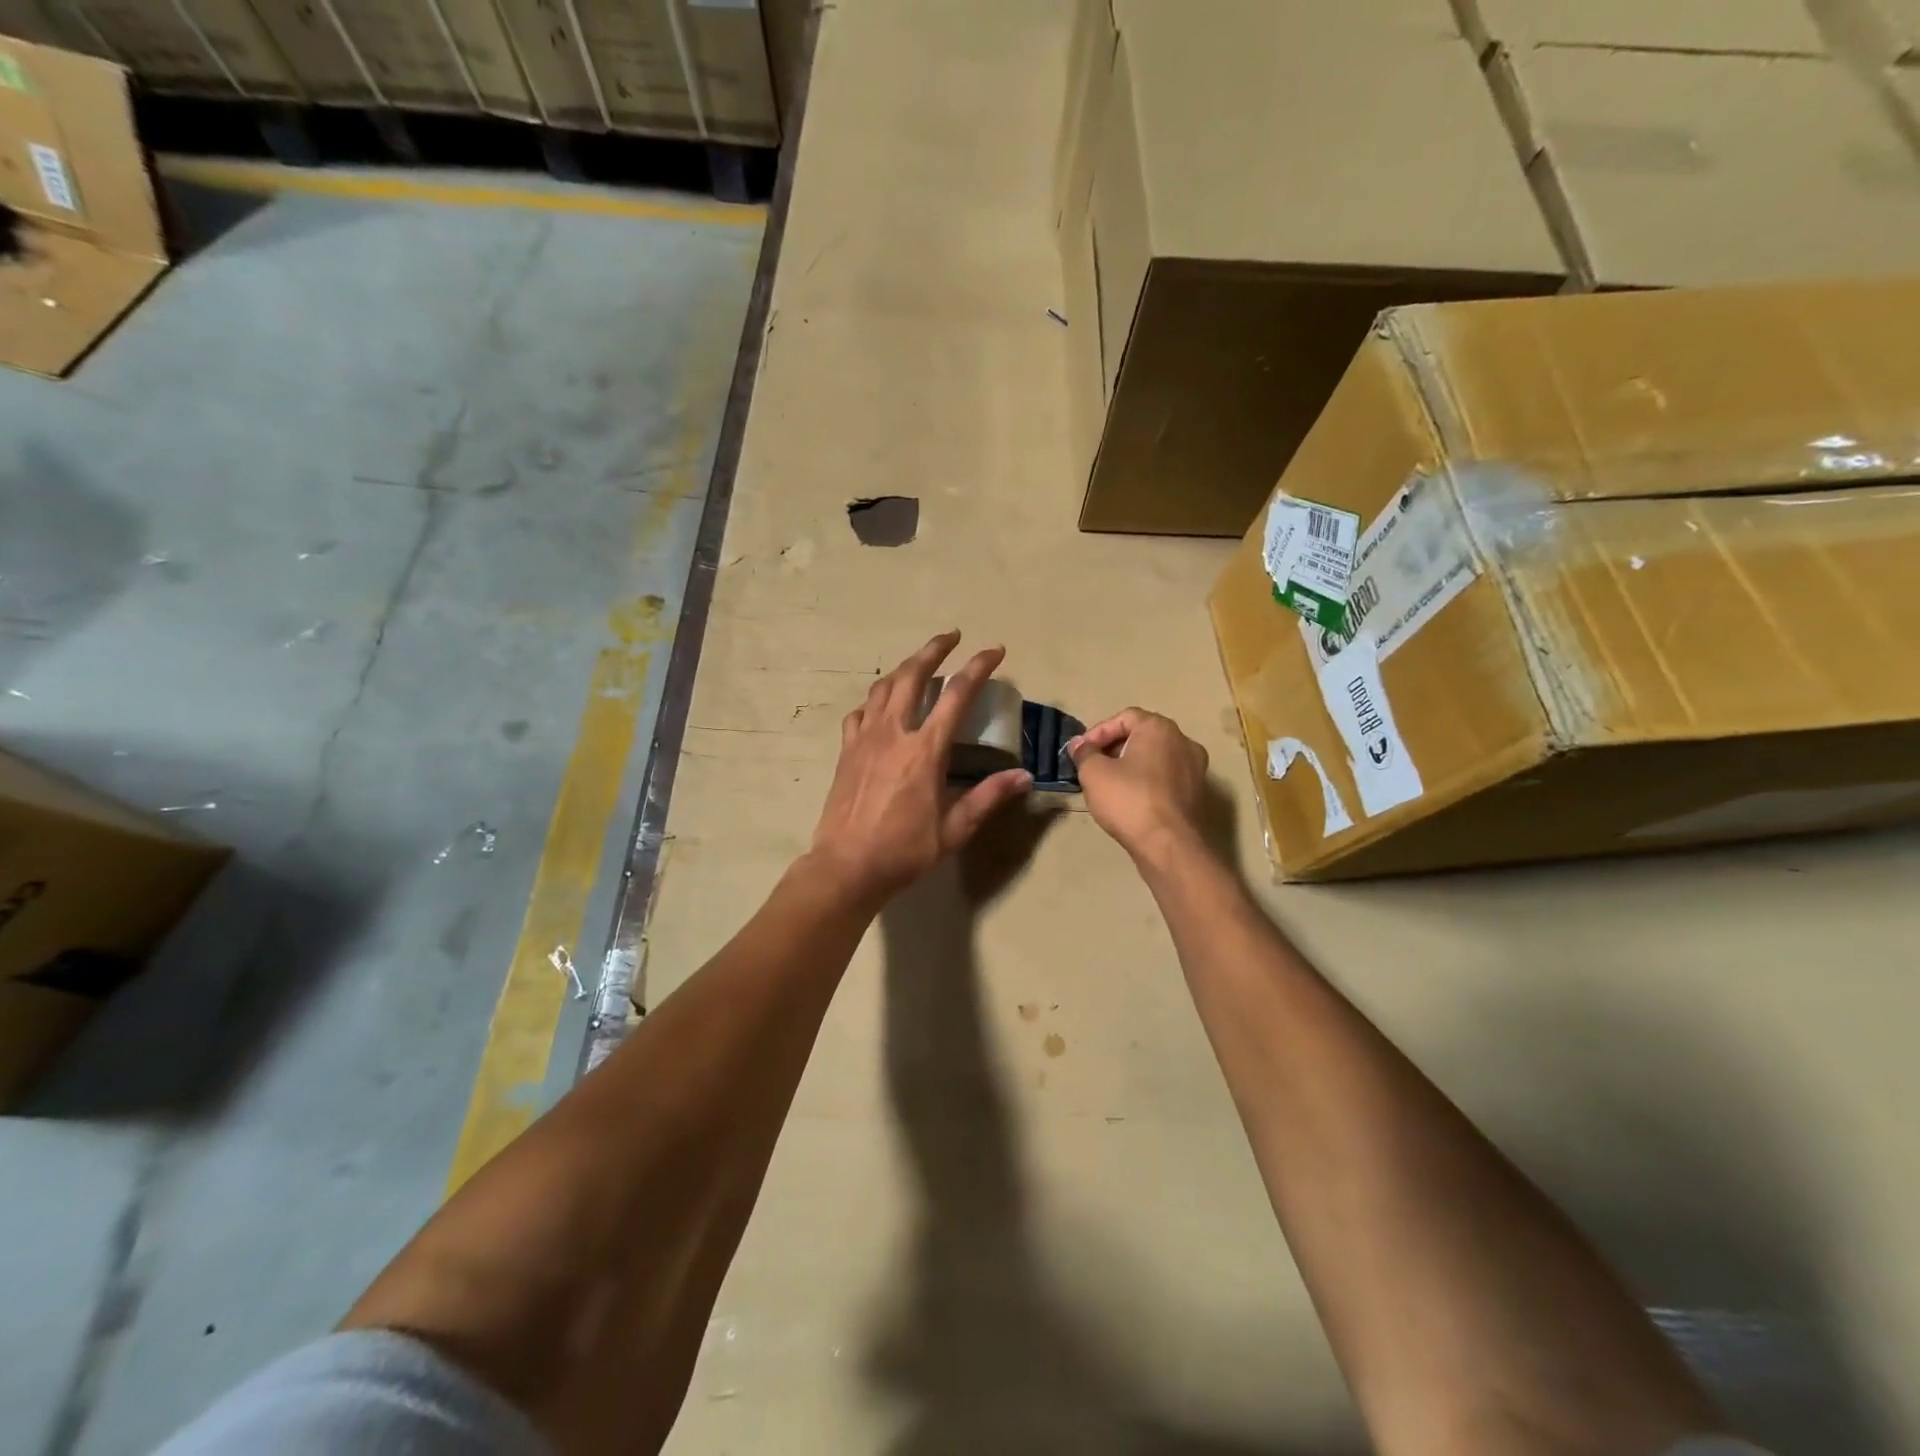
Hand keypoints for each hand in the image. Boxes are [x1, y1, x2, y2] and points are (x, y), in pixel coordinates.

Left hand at [808, 631, 1032, 907]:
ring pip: (883, 687)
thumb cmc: (904, 850)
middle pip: (913, 675)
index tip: (994, 651)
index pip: (957, 694)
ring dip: (904, 668)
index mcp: (925, 750)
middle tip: (952, 637)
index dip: (978, 667)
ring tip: (919, 663)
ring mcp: (865, 738)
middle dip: (935, 649)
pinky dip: (875, 700)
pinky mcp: (846, 750)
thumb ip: (988, 797)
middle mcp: (894, 732)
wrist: (846, 866)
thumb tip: (1024, 776)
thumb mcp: (954, 829)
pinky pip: (860, 712)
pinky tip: (881, 706)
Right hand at [1068, 708, 1208, 863]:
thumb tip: (1079, 744)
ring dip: (1130, 765)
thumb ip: (1084, 752)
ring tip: (1108, 784)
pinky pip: (1166, 777)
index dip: (1099, 732)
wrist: (1168, 845)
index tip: (1082, 752)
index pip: (1125, 717)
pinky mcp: (1197, 793)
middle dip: (1114, 748)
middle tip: (1093, 766)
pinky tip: (1130, 800)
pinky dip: (1147, 781)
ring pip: (1155, 758)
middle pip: (1142, 735)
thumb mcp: (1094, 773)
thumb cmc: (1129, 800)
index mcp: (1160, 728)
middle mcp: (1183, 741)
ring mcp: (1195, 768)